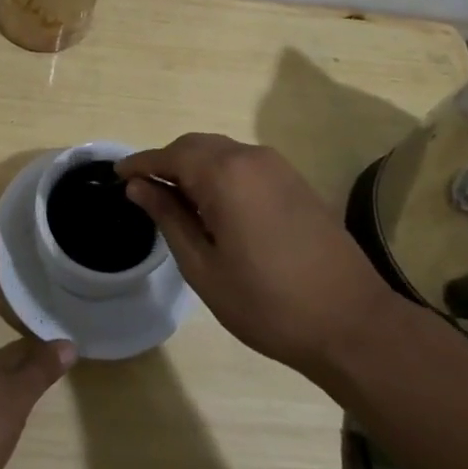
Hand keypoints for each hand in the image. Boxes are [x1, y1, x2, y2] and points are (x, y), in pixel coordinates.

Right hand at [117, 134, 396, 381]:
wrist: (351, 322)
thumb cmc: (267, 303)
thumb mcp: (204, 267)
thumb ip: (168, 218)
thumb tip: (139, 187)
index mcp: (224, 174)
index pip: (169, 155)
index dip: (140, 163)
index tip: (116, 174)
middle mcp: (250, 157)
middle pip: (195, 146)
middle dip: (166, 162)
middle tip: (144, 191)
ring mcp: (277, 166)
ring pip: (220, 151)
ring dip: (194, 167)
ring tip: (176, 201)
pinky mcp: (294, 180)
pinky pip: (244, 163)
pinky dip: (220, 173)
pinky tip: (214, 206)